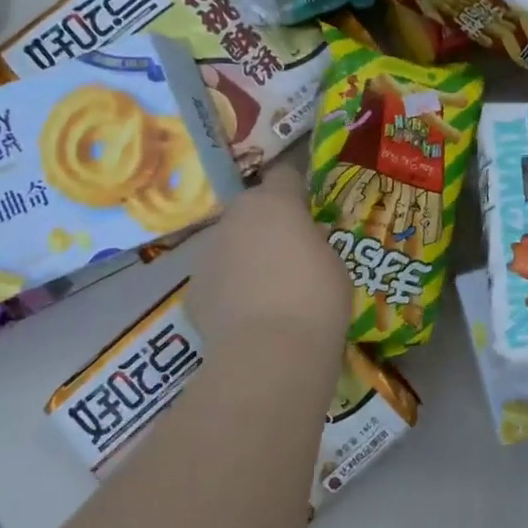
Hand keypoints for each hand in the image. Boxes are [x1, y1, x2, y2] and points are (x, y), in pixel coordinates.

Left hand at [193, 161, 349, 356]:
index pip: (284, 174)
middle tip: (291, 251)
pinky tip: (249, 315)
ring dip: (246, 256)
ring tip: (269, 289)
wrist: (270, 353)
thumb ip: (314, 242)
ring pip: (230, 244)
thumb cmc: (316, 298)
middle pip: (251, 209)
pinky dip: (230, 290)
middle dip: (268, 224)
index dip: (297, 187)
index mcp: (274, 203)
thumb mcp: (333, 262)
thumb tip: (303, 242)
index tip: (309, 205)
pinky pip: (218, 279)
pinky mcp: (193, 290)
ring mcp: (208, 253)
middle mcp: (235, 218)